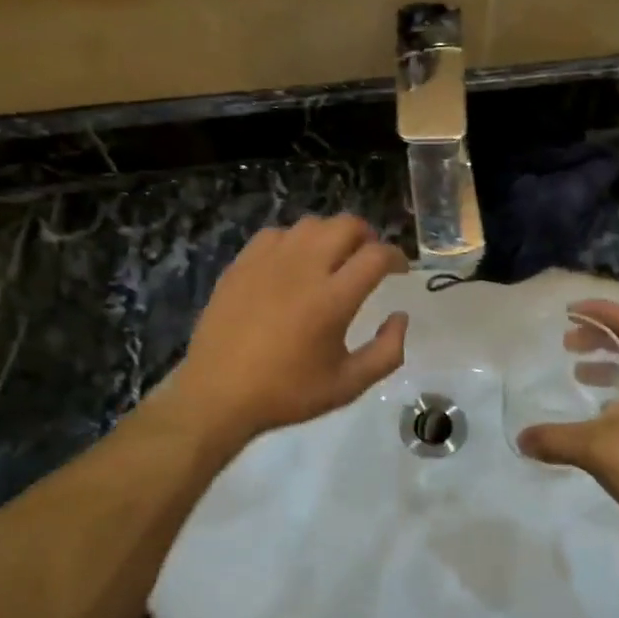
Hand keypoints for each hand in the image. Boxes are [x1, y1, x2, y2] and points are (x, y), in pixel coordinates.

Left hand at [175, 215, 408, 443]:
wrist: (217, 393)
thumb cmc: (286, 392)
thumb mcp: (348, 385)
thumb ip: (386, 352)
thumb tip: (400, 317)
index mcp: (333, 298)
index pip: (376, 256)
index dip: (396, 257)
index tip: (400, 270)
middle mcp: (304, 268)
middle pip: (346, 225)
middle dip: (367, 236)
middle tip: (369, 257)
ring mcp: (269, 260)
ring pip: (311, 224)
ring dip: (331, 234)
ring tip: (333, 256)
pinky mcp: (242, 263)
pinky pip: (276, 234)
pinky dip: (294, 241)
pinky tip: (292, 262)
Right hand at [516, 300, 618, 546]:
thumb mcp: (595, 450)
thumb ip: (555, 439)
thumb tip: (521, 439)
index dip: (603, 310)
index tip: (571, 311)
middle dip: (600, 338)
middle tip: (568, 344)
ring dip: (608, 367)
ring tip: (578, 377)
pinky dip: (617, 397)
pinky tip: (599, 420)